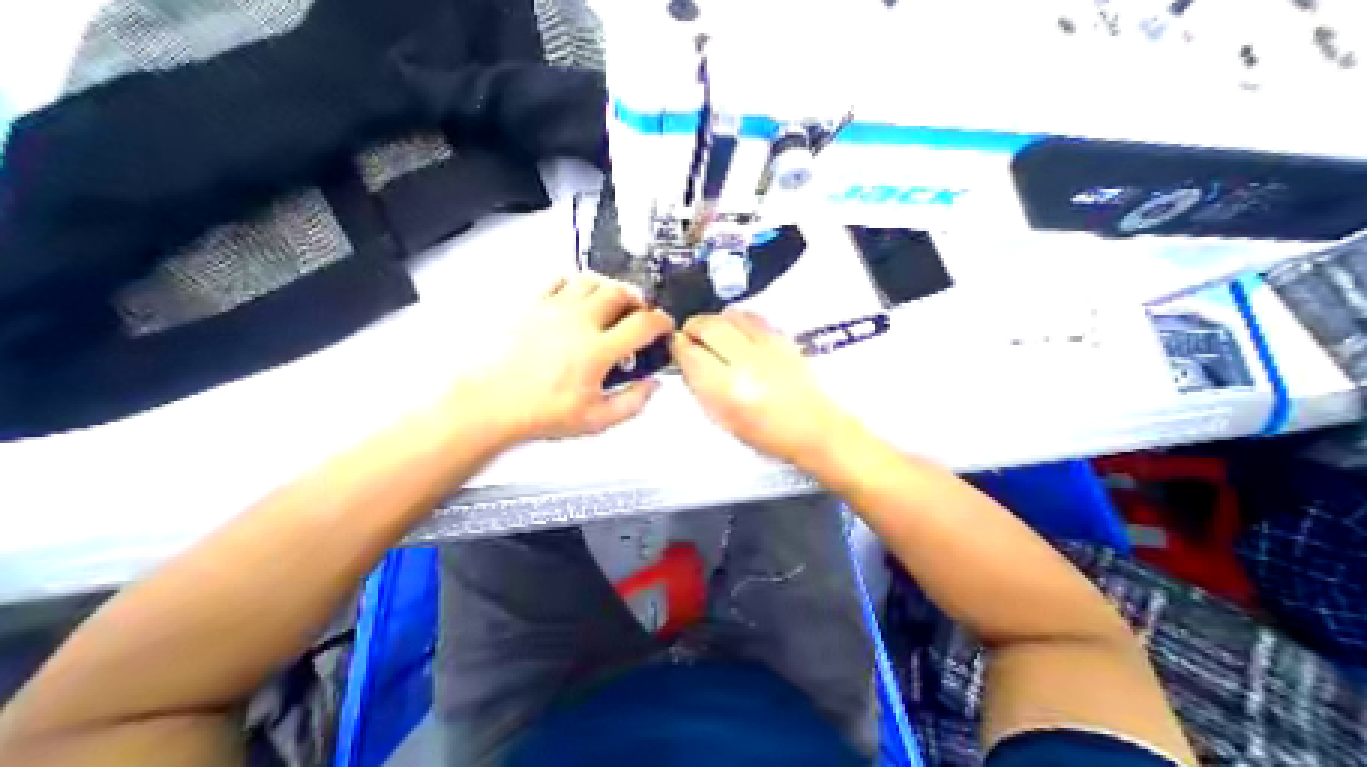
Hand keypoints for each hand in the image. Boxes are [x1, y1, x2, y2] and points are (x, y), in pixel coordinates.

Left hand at [459, 273, 670, 441]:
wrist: (490, 405)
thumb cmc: (538, 413)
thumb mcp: (597, 420)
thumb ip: (632, 402)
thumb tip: (651, 385)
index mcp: (597, 350)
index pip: (642, 324)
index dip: (661, 321)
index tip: (663, 324)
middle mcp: (578, 323)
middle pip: (620, 292)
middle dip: (638, 300)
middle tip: (639, 313)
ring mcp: (554, 310)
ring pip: (592, 280)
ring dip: (610, 287)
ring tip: (613, 302)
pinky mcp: (533, 305)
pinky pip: (560, 279)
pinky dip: (577, 283)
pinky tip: (579, 297)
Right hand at [670, 305, 852, 462]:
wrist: (813, 428)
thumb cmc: (767, 434)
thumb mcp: (722, 419)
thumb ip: (700, 387)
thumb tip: (686, 361)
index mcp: (727, 390)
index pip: (690, 352)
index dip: (676, 345)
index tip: (674, 346)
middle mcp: (747, 362)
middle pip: (708, 325)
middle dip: (692, 327)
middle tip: (689, 336)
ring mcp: (767, 347)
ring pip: (729, 314)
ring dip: (714, 321)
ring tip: (713, 334)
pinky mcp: (783, 338)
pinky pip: (752, 315)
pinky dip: (737, 319)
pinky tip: (736, 331)